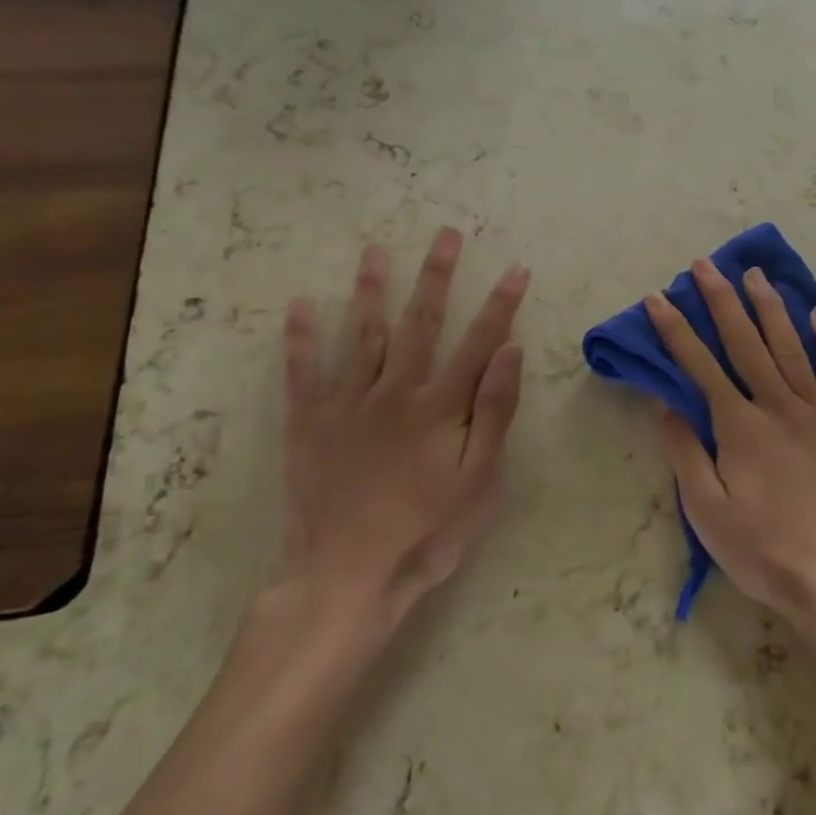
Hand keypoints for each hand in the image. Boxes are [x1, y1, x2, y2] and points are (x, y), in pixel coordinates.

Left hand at [270, 227, 528, 649]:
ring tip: (375, 251)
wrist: (346, 579)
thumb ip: (494, 412)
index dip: (500, 304)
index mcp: (439, 406)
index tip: (516, 269)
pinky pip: (303, 373)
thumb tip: (510, 351)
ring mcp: (347, 404)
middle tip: (445, 235)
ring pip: (363, 334)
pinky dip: (301, 338)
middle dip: (436, 276)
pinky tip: (300, 305)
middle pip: (420, 323)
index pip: (478, 341)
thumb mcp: (479, 480)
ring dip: (371, 290)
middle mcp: (395, 391)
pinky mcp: (309, 423)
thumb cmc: (426, 533)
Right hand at [645, 260, 815, 644]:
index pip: (700, 366)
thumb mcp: (707, 514)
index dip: (676, 330)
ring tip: (753, 274)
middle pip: (746, 343)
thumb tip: (667, 405)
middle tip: (705, 265)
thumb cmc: (765, 552)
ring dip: (769, 308)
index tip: (658, 298)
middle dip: (721, 301)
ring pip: (791, 347)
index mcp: (741, 427)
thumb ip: (685, 454)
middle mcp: (780, 407)